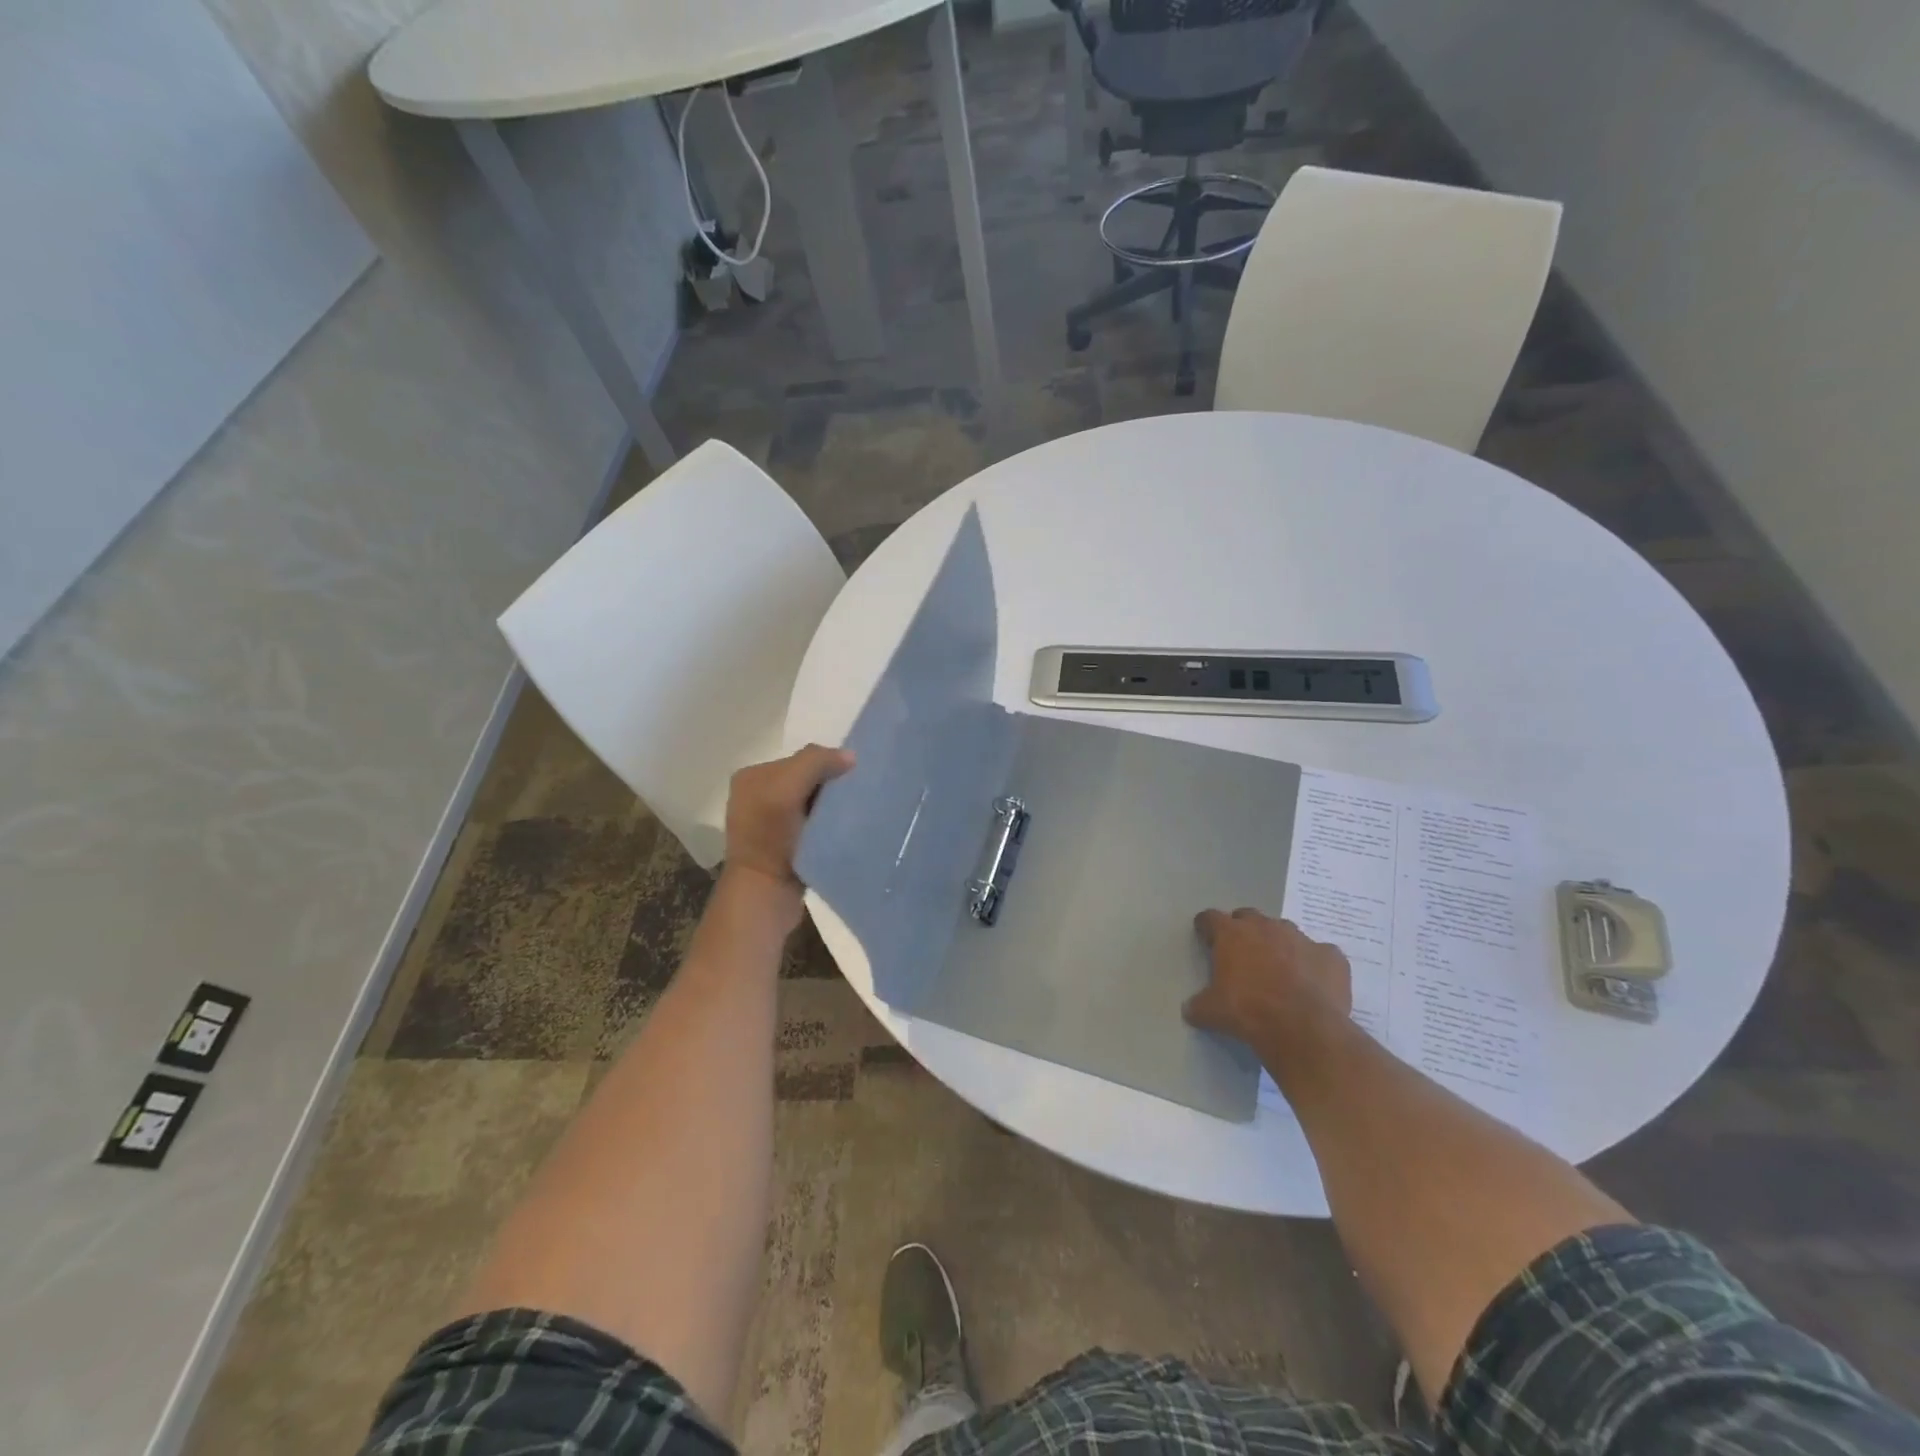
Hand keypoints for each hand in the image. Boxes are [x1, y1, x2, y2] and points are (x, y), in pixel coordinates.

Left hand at [722, 744, 853, 893]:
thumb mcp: (786, 788)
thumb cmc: (771, 838)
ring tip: (849, 814)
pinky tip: (839, 831)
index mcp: (751, 776)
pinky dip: (827, 824)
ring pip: (812, 802)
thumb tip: (850, 756)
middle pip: (807, 779)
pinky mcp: (784, 845)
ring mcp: (769, 823)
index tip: (850, 779)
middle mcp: (756, 795)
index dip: (826, 764)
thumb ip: (815, 762)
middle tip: (854, 796)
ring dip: (830, 807)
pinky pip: (813, 823)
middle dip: (829, 785)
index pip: (800, 758)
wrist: (764, 896)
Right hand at [1184, 909, 1352, 1051]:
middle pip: (1248, 917)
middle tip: (1243, 955)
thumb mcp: (1211, 1011)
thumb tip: (1189, 1009)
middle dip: (1244, 931)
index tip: (1206, 938)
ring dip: (1279, 944)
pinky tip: (1313, 982)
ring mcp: (1301, 938)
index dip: (1207, 927)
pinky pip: (1320, 953)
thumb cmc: (1248, 1011)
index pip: (1211, 918)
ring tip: (1279, 969)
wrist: (1303, 1028)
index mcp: (1232, 934)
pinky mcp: (1331, 955)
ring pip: (1285, 931)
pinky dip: (1314, 963)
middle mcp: (1265, 927)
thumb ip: (1198, 1004)